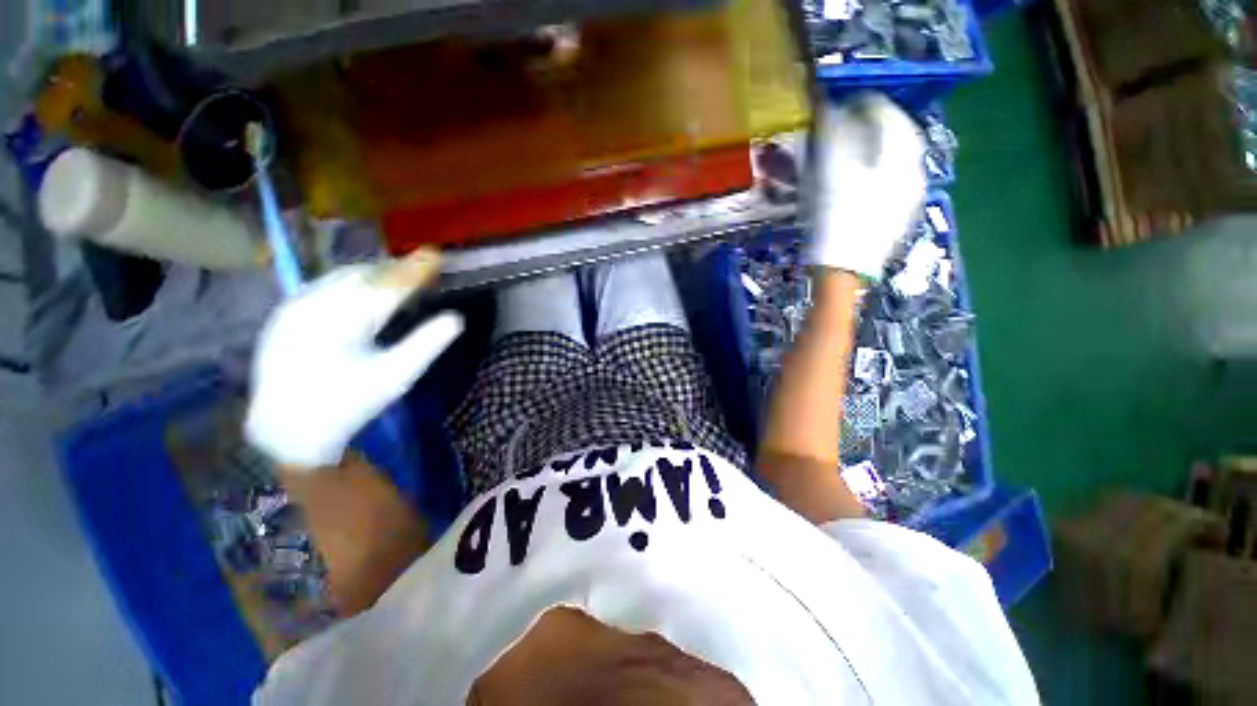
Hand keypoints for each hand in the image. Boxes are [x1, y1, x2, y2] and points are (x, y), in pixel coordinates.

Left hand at [246, 251, 463, 469]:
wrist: (287, 427)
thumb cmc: (349, 404)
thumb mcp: (396, 378)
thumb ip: (427, 344)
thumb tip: (455, 319)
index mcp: (345, 323)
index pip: (388, 286)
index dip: (414, 269)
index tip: (436, 255)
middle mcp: (315, 305)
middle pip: (364, 275)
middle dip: (395, 269)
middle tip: (422, 270)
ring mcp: (295, 306)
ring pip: (342, 276)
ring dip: (373, 273)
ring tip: (397, 279)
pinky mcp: (285, 312)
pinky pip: (324, 285)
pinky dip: (351, 282)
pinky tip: (363, 292)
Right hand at [810, 93, 926, 278]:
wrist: (844, 271)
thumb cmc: (834, 220)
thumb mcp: (829, 173)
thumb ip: (832, 133)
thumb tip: (829, 104)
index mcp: (901, 156)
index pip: (888, 113)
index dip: (864, 103)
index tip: (841, 104)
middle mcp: (915, 170)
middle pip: (897, 135)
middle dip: (872, 125)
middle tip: (845, 126)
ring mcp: (911, 196)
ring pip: (897, 159)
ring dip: (876, 148)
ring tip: (850, 152)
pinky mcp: (901, 215)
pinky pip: (894, 181)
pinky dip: (878, 172)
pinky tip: (859, 182)